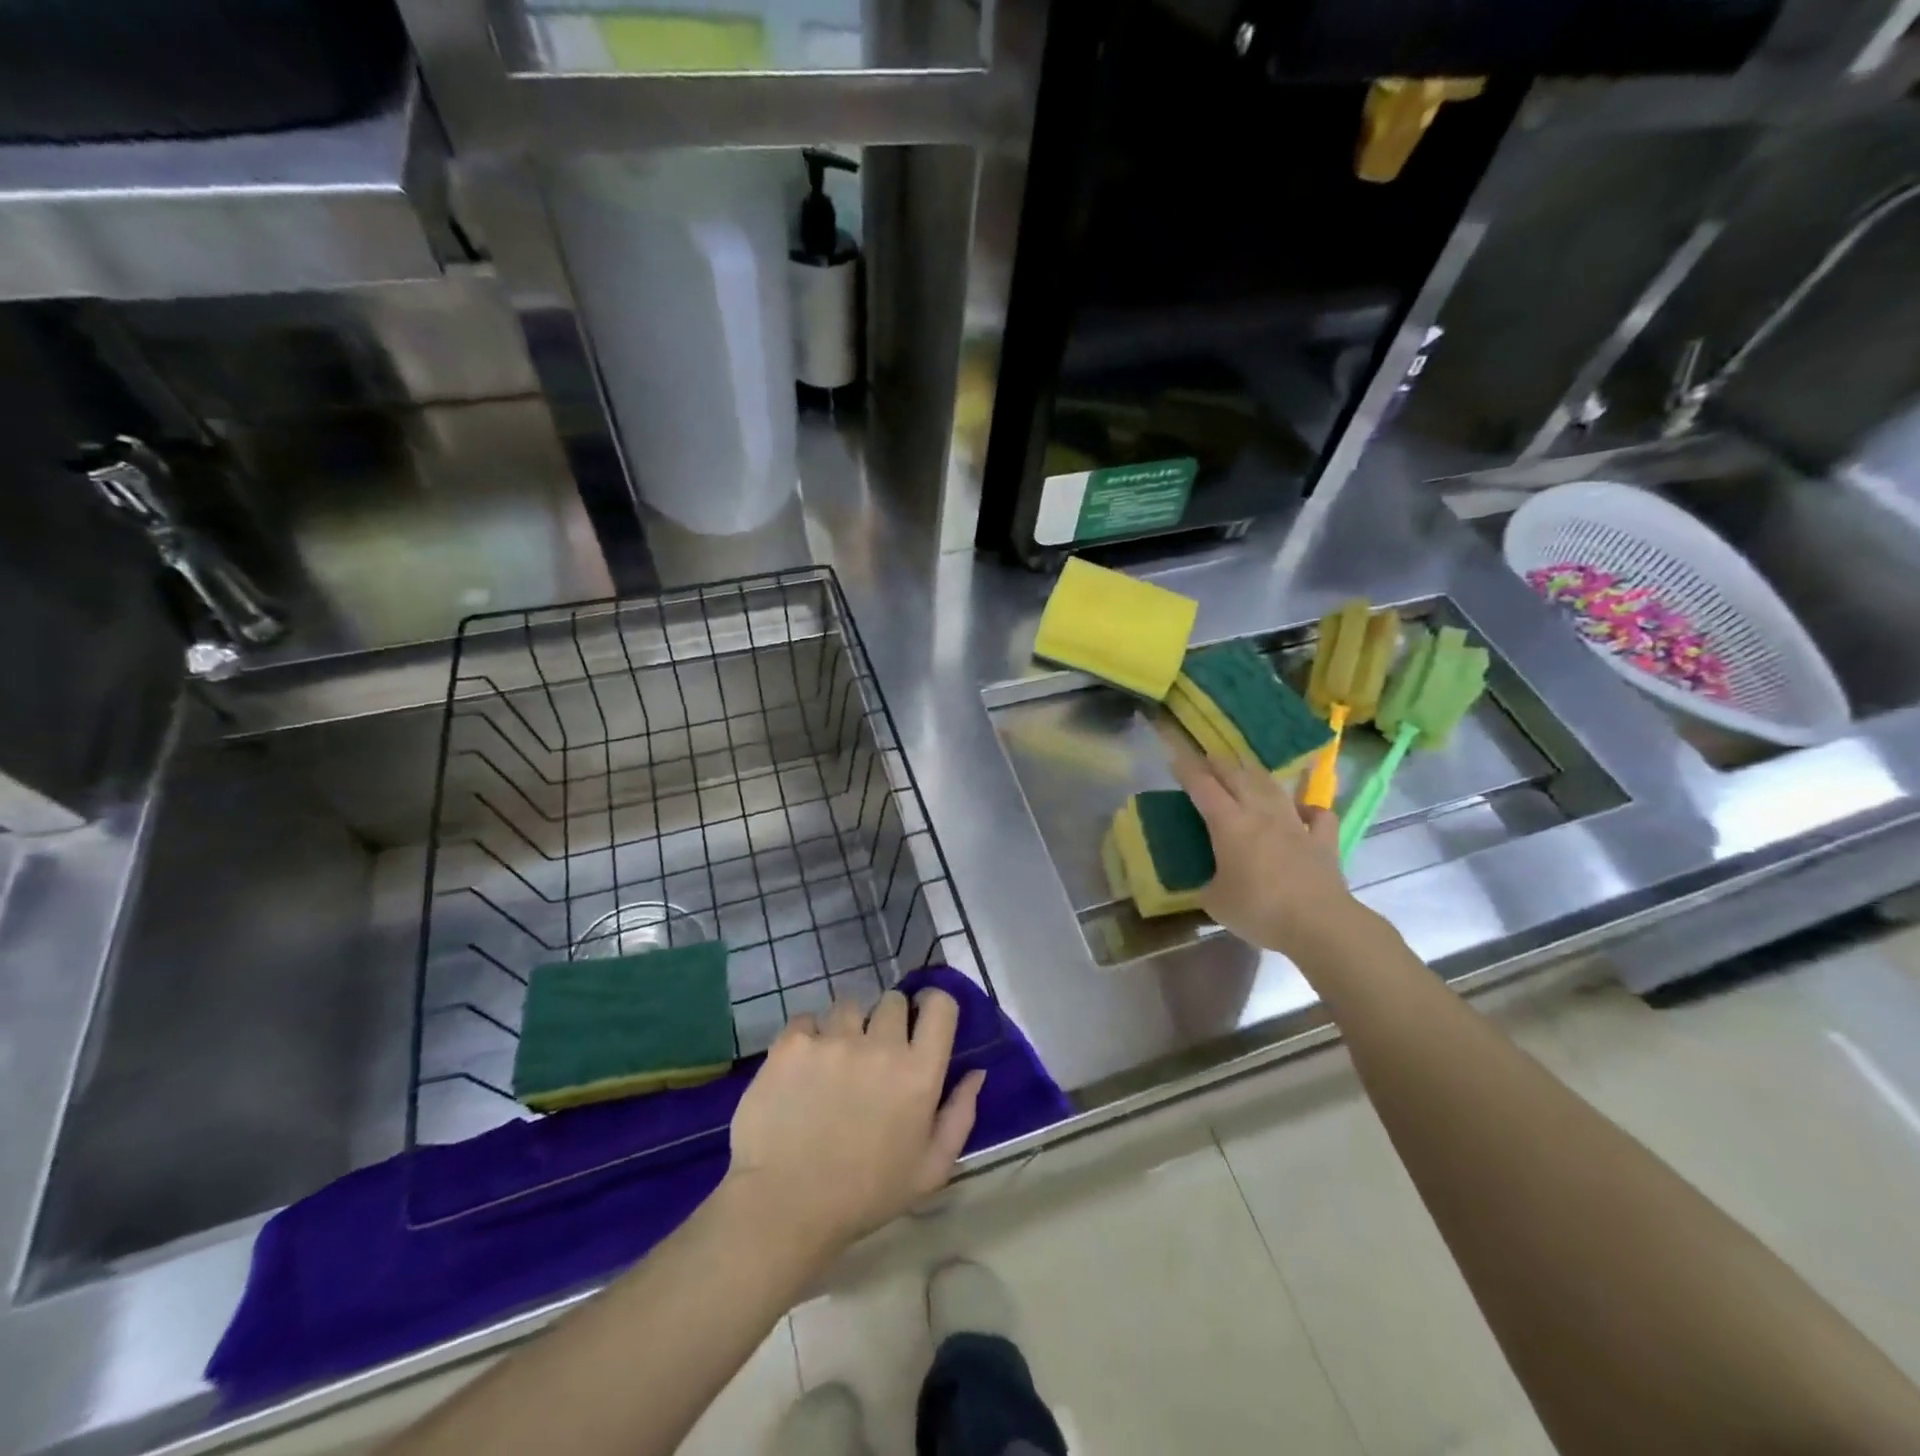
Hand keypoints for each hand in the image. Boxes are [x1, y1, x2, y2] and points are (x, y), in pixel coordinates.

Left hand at [726, 988, 984, 1253]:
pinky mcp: (793, 1043)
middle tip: (873, 1053)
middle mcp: (880, 1045)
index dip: (932, 1004)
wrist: (785, 1207)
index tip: (921, 1018)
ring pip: (848, 1006)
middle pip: (892, 1001)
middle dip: (887, 1021)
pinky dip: (807, 1037)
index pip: (941, 1006)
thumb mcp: (930, 1169)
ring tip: (833, 1060)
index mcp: (919, 1072)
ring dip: (846, 1027)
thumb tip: (976, 1072)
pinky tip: (801, 1069)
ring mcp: (833, 1039)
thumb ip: (960, 1115)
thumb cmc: (865, 1195)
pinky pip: (806, 1019)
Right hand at [1163, 728, 1371, 961]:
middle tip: (1207, 757)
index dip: (1188, 771)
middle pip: (1238, 777)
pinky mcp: (1323, 840)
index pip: (1203, 787)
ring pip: (1273, 788)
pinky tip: (1304, 809)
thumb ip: (1207, 885)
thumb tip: (1207, 882)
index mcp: (1229, 824)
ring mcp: (1295, 824)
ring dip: (1256, 774)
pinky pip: (1318, 816)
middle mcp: (1261, 814)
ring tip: (1245, 768)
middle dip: (1219, 764)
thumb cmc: (1259, 910)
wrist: (1318, 924)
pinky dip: (1309, 808)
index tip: (1176, 758)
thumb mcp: (1215, 902)